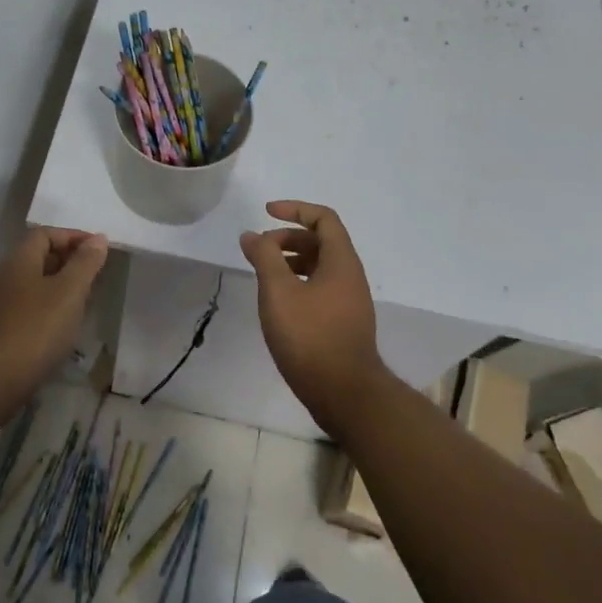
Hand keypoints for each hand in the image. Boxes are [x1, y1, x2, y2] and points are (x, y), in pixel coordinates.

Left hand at [0, 227, 109, 426]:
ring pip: (35, 287)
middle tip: (97, 275)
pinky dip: (50, 312)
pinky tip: (64, 329)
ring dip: (61, 289)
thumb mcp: (68, 292)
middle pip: (39, 258)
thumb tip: (97, 238)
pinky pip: (30, 310)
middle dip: (69, 262)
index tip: (99, 249)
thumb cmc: (34, 329)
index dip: (73, 236)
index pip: (45, 234)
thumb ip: (85, 263)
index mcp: (19, 261)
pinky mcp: (0, 333)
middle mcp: (5, 278)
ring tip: (86, 302)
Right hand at [238, 200, 389, 433]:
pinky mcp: (343, 323)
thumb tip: (251, 235)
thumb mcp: (279, 292)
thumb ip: (264, 258)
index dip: (295, 209)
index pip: (323, 219)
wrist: (345, 393)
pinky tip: (278, 302)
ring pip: (320, 267)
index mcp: (341, 261)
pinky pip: (320, 288)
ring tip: (264, 274)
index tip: (266, 213)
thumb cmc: (310, 337)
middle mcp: (350, 276)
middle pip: (321, 241)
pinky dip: (298, 283)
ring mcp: (350, 301)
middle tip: (259, 249)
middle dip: (288, 238)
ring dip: (291, 261)